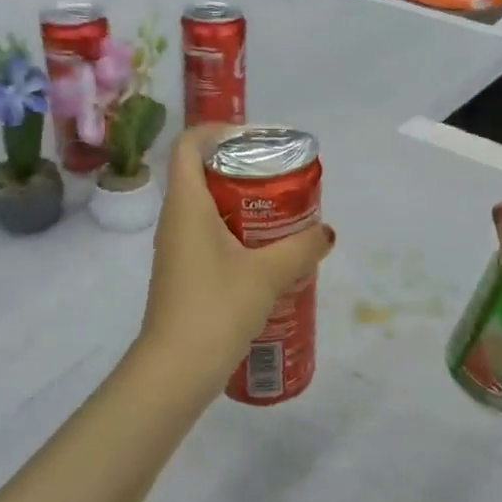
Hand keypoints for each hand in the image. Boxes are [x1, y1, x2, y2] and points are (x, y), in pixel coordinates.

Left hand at [138, 126, 335, 392]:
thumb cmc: (216, 308)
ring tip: (282, 216)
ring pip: (207, 209)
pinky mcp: (183, 274)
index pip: (189, 145)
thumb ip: (300, 249)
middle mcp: (175, 220)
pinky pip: (209, 238)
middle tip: (281, 180)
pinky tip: (267, 256)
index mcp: (186, 204)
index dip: (217, 131)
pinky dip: (236, 235)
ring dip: (242, 206)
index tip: (255, 140)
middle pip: (202, 174)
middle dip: (241, 171)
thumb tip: (325, 233)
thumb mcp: (267, 275)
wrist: (176, 369)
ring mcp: (177, 249)